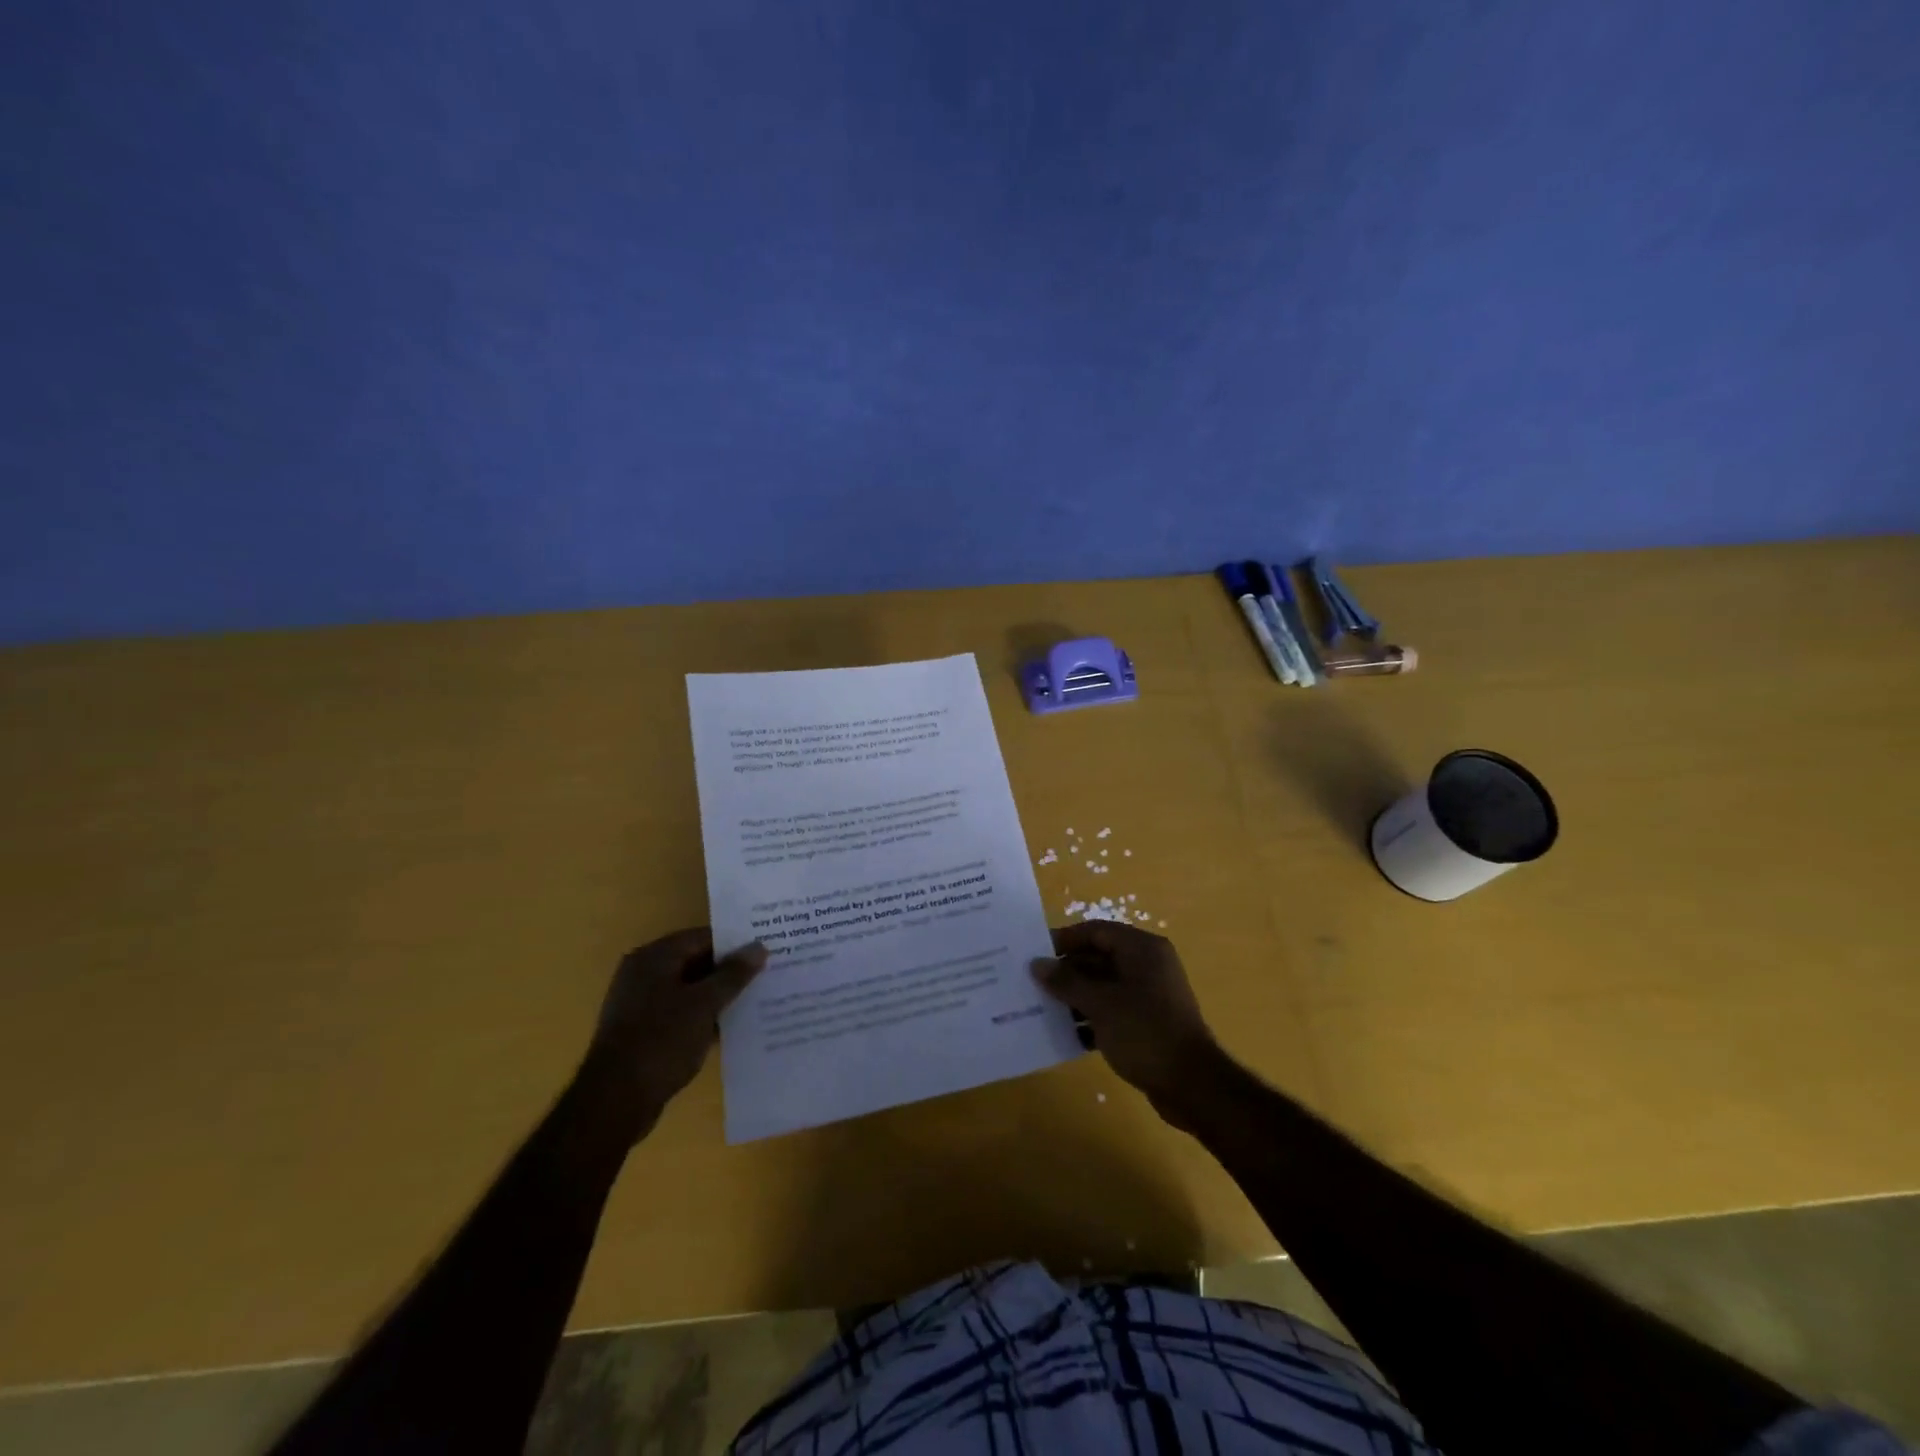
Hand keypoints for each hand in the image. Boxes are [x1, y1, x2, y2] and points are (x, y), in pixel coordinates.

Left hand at [580, 928, 765, 1140]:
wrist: (615, 1101)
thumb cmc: (662, 1041)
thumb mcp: (705, 1004)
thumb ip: (733, 974)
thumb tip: (759, 947)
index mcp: (654, 957)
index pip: (703, 937)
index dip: (736, 943)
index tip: (766, 950)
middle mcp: (643, 974)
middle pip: (695, 961)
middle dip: (729, 970)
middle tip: (767, 973)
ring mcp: (640, 1004)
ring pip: (689, 989)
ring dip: (718, 995)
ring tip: (756, 999)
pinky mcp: (642, 1032)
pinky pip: (680, 1013)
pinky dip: (703, 1016)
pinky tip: (730, 1027)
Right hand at [1033, 922, 1222, 1123]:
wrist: (1193, 1085)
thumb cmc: (1144, 1033)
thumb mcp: (1100, 1004)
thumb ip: (1066, 981)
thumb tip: (1037, 965)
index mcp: (1142, 949)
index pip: (1096, 931)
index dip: (1065, 940)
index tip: (1035, 955)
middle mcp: (1148, 965)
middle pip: (1099, 957)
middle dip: (1067, 971)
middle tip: (1034, 984)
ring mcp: (1150, 994)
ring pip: (1104, 985)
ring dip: (1076, 996)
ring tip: (1044, 1009)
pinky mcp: (1149, 1021)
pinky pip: (1113, 1009)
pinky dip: (1092, 1017)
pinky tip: (1068, 1034)